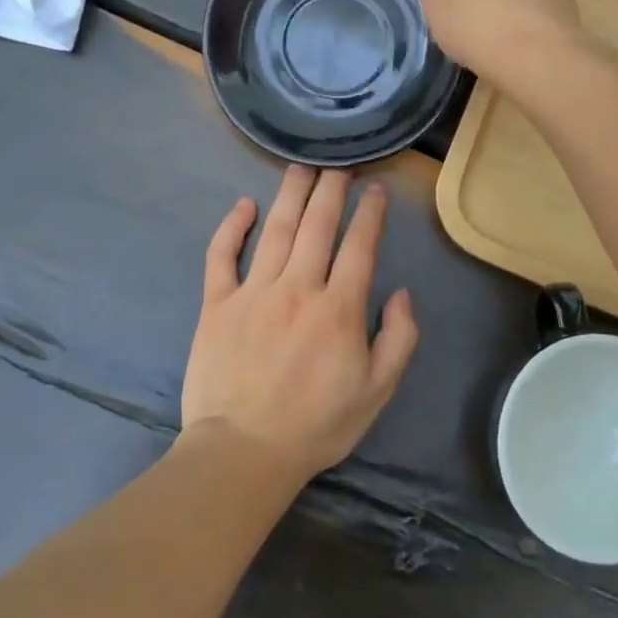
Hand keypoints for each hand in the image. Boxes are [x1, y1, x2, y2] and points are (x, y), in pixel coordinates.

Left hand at [182, 166, 417, 481]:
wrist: (244, 450)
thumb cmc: (317, 424)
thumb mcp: (377, 391)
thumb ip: (399, 338)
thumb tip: (401, 293)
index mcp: (339, 309)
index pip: (360, 246)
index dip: (370, 214)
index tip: (375, 190)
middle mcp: (297, 289)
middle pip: (317, 226)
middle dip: (331, 191)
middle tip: (338, 166)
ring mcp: (253, 292)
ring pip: (275, 230)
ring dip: (290, 195)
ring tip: (300, 169)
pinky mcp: (216, 304)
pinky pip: (221, 256)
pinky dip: (231, 227)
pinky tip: (242, 205)